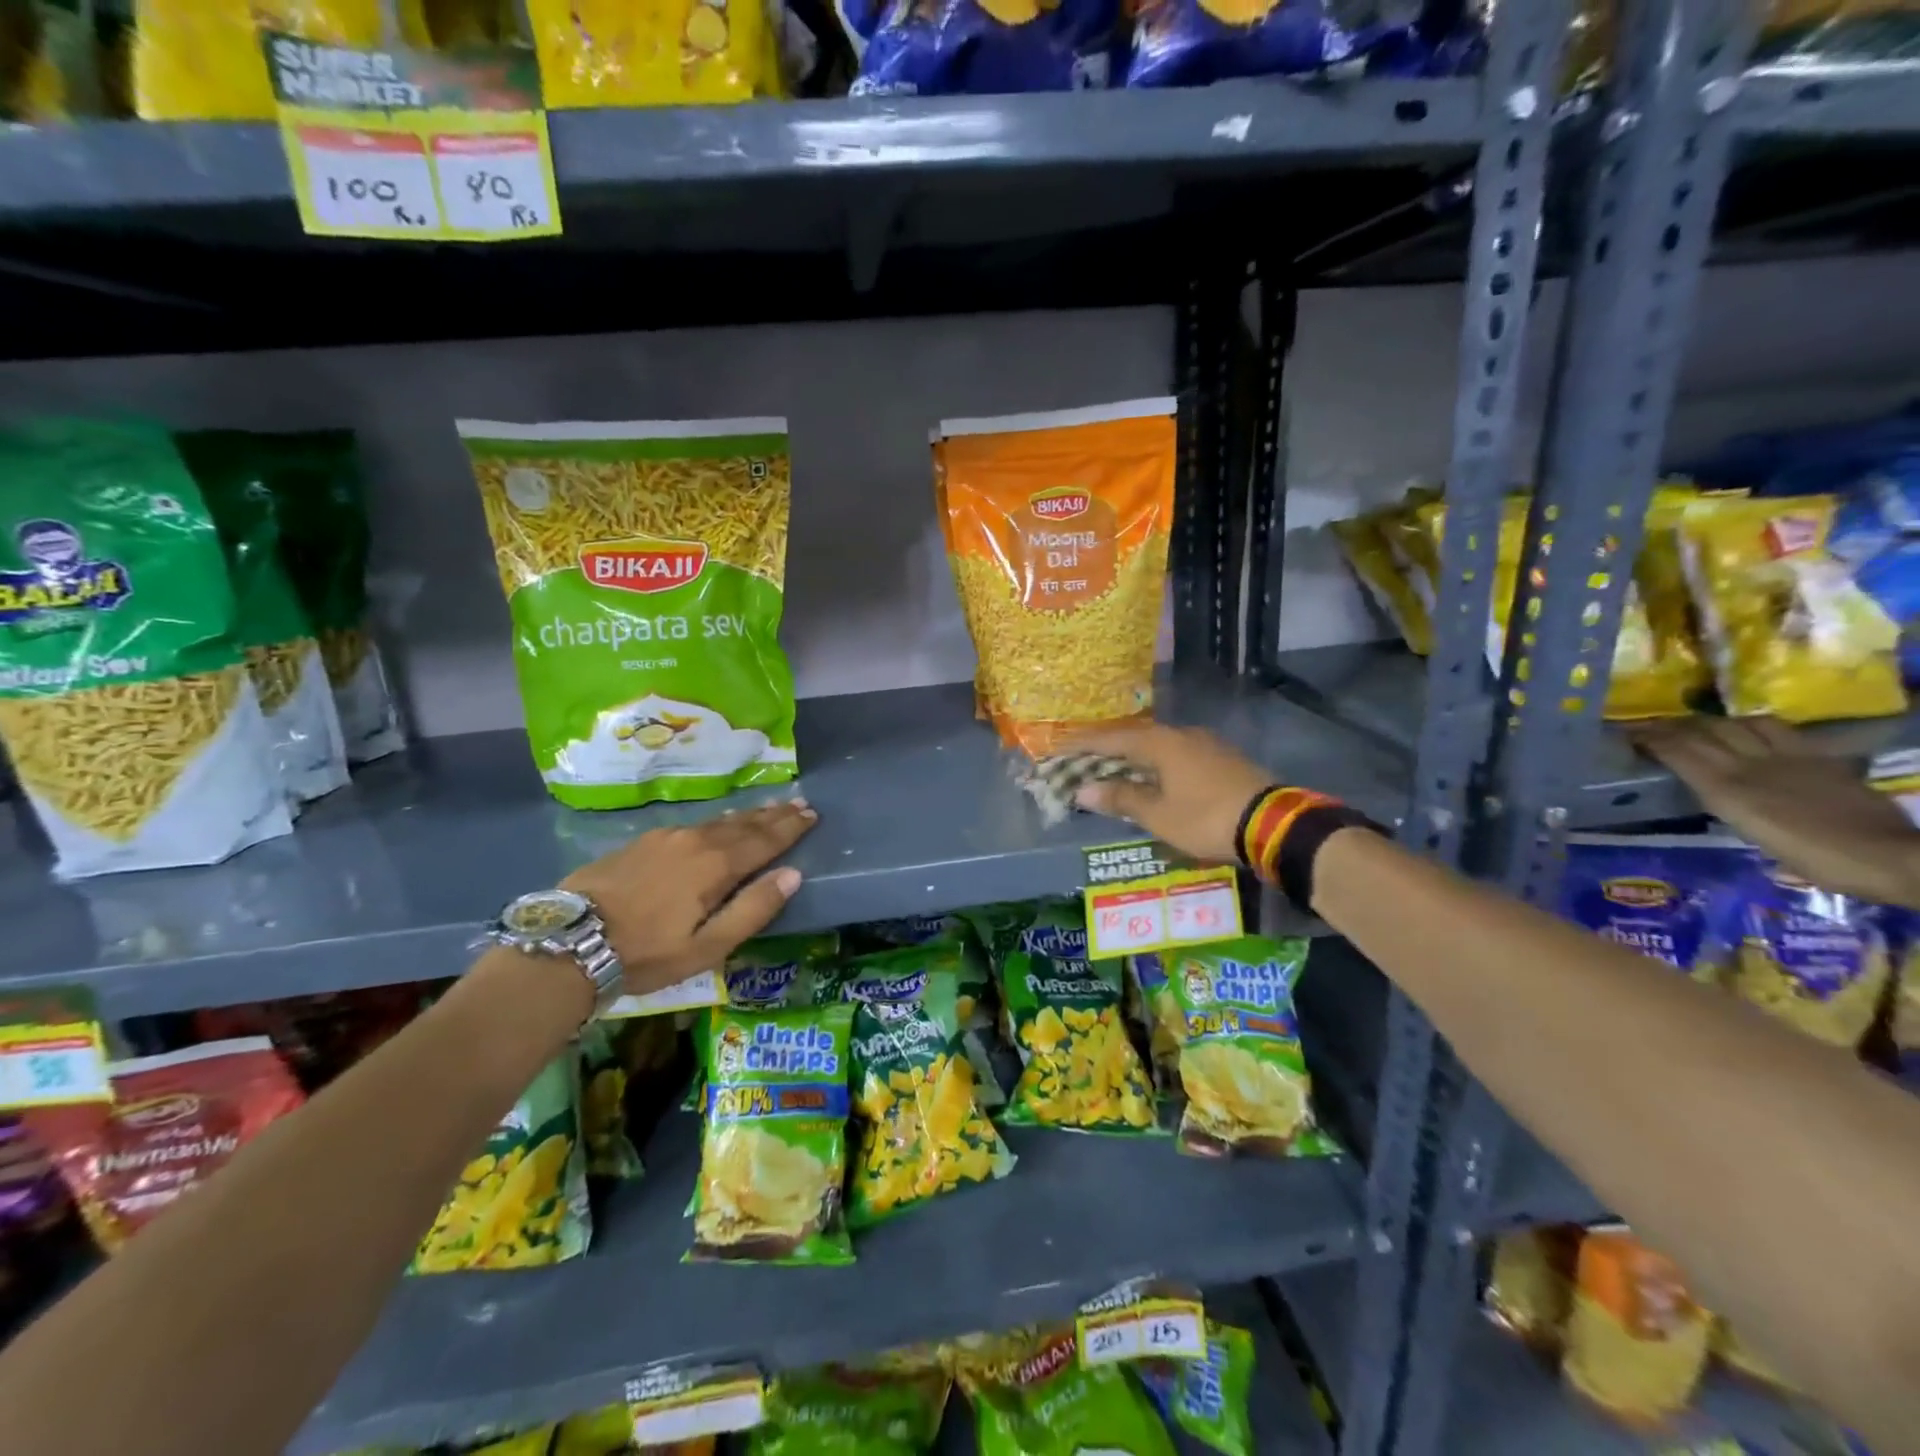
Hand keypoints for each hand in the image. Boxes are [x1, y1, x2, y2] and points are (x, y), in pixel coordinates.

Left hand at [561, 799, 817, 995]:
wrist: (569, 941)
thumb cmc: (646, 953)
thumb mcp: (707, 946)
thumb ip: (753, 910)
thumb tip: (793, 875)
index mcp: (717, 865)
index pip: (765, 840)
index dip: (791, 827)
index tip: (812, 814)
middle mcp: (696, 841)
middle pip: (744, 824)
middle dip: (774, 815)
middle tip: (798, 803)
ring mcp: (666, 838)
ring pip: (717, 821)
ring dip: (747, 815)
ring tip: (767, 808)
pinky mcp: (641, 842)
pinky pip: (693, 825)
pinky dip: (717, 822)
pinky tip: (717, 824)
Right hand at [1061, 722, 1272, 861]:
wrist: (1272, 823)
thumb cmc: (1206, 817)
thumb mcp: (1158, 815)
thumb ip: (1121, 799)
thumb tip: (1084, 789)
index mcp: (1160, 743)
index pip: (1110, 740)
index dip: (1081, 746)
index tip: (1057, 749)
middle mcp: (1181, 735)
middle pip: (1133, 740)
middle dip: (1106, 752)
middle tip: (1081, 763)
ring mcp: (1205, 745)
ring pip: (1157, 747)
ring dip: (1132, 759)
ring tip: (1112, 773)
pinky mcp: (1222, 759)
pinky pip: (1176, 756)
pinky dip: (1155, 766)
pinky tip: (1152, 779)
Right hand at [1631, 717, 1919, 906]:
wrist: (1888, 856)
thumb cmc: (1815, 860)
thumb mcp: (1753, 836)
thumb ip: (1726, 804)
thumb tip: (1708, 789)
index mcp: (1727, 789)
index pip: (1677, 750)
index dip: (1649, 739)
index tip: (1626, 735)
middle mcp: (1750, 764)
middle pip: (1703, 731)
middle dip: (1671, 726)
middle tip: (1650, 727)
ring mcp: (1786, 756)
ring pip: (1736, 724)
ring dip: (1709, 722)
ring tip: (1695, 726)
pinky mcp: (1816, 755)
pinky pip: (1775, 729)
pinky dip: (1750, 724)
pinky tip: (1746, 730)